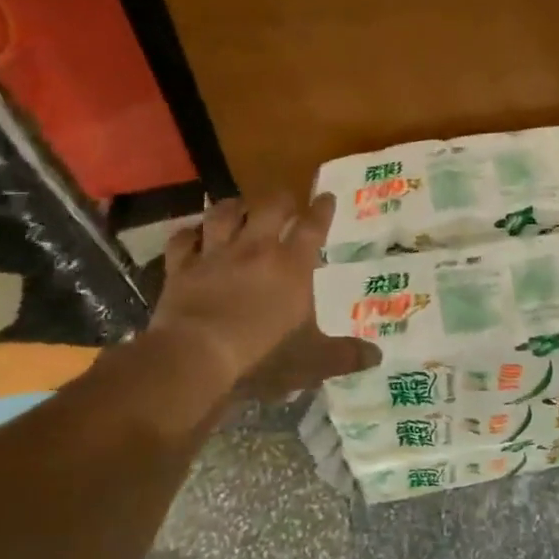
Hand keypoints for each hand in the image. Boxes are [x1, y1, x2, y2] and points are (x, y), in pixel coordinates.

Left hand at [151, 193, 376, 397]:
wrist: (197, 355)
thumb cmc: (263, 356)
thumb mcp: (312, 361)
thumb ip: (344, 356)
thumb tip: (377, 357)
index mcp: (292, 265)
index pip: (312, 226)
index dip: (322, 210)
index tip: (327, 197)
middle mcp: (255, 249)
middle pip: (270, 207)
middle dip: (281, 199)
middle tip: (286, 202)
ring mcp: (215, 254)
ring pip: (224, 213)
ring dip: (234, 206)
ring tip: (240, 206)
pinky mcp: (181, 268)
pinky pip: (183, 240)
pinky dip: (189, 235)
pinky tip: (194, 235)